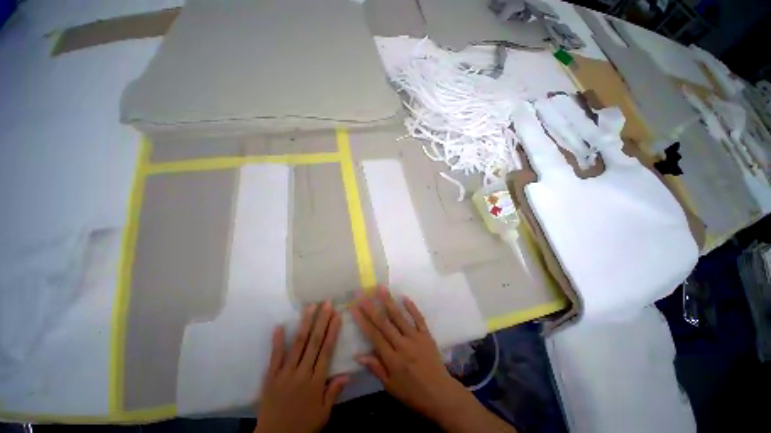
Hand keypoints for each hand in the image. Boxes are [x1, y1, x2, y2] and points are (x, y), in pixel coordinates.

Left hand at [255, 302, 347, 432]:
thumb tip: (348, 374)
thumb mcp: (323, 414)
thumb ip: (334, 392)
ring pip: (297, 344)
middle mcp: (302, 373)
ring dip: (304, 324)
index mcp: (316, 382)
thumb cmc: (303, 426)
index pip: (326, 351)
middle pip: (313, 342)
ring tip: (309, 307)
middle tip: (326, 303)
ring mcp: (285, 373)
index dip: (332, 331)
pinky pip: (275, 357)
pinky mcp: (271, 377)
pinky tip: (280, 326)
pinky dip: (277, 341)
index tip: (337, 315)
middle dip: (321, 321)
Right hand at [350, 287, 467, 418]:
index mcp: (392, 359)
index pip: (374, 335)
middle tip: (363, 294)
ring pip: (400, 317)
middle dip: (372, 308)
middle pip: (384, 323)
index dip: (363, 321)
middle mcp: (402, 344)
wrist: (440, 394)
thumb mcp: (391, 387)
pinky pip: (419, 318)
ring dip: (389, 302)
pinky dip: (412, 308)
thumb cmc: (413, 393)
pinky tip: (405, 297)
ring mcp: (416, 337)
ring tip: (381, 288)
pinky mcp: (426, 335)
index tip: (354, 308)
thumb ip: (376, 368)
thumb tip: (358, 355)